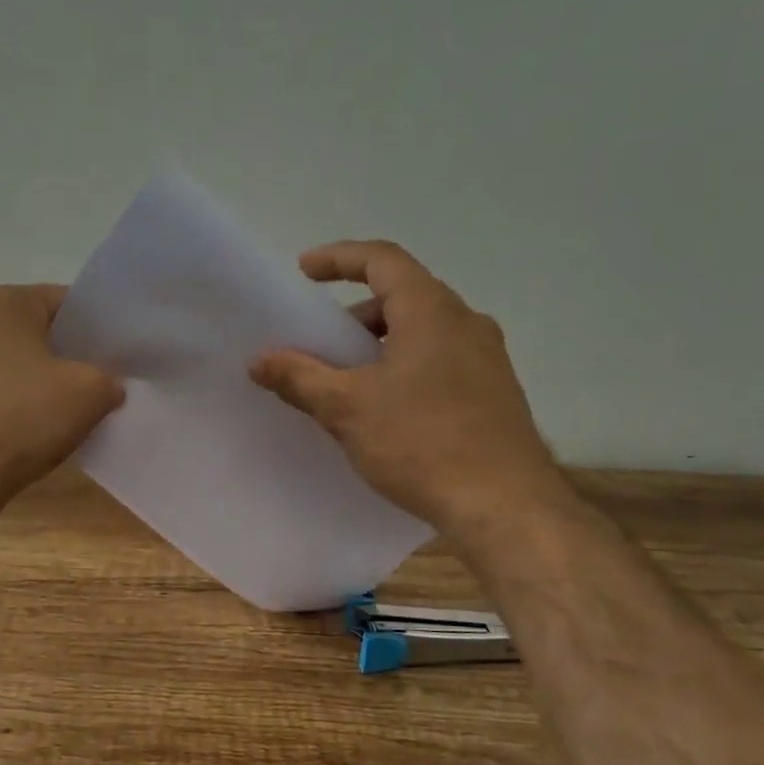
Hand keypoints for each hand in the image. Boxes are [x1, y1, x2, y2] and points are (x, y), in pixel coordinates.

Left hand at [0, 284, 122, 508]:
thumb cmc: (22, 418)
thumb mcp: (91, 392)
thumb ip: (110, 378)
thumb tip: (107, 386)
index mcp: (3, 302)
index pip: (67, 303)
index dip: (98, 330)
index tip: (118, 359)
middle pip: (37, 334)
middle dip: (68, 358)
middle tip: (99, 387)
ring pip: (13, 367)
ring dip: (39, 386)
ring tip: (65, 417)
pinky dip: (12, 409)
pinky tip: (28, 436)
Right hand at [250, 241, 565, 535]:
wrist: (503, 506)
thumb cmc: (421, 444)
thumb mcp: (347, 409)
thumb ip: (299, 378)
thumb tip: (260, 361)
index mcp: (431, 311)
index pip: (382, 260)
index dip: (338, 258)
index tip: (304, 271)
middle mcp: (466, 322)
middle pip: (402, 297)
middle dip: (355, 315)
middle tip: (322, 346)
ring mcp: (487, 358)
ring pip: (423, 332)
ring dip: (380, 345)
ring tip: (349, 384)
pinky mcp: (495, 392)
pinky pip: (441, 361)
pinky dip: (406, 368)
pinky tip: (387, 411)